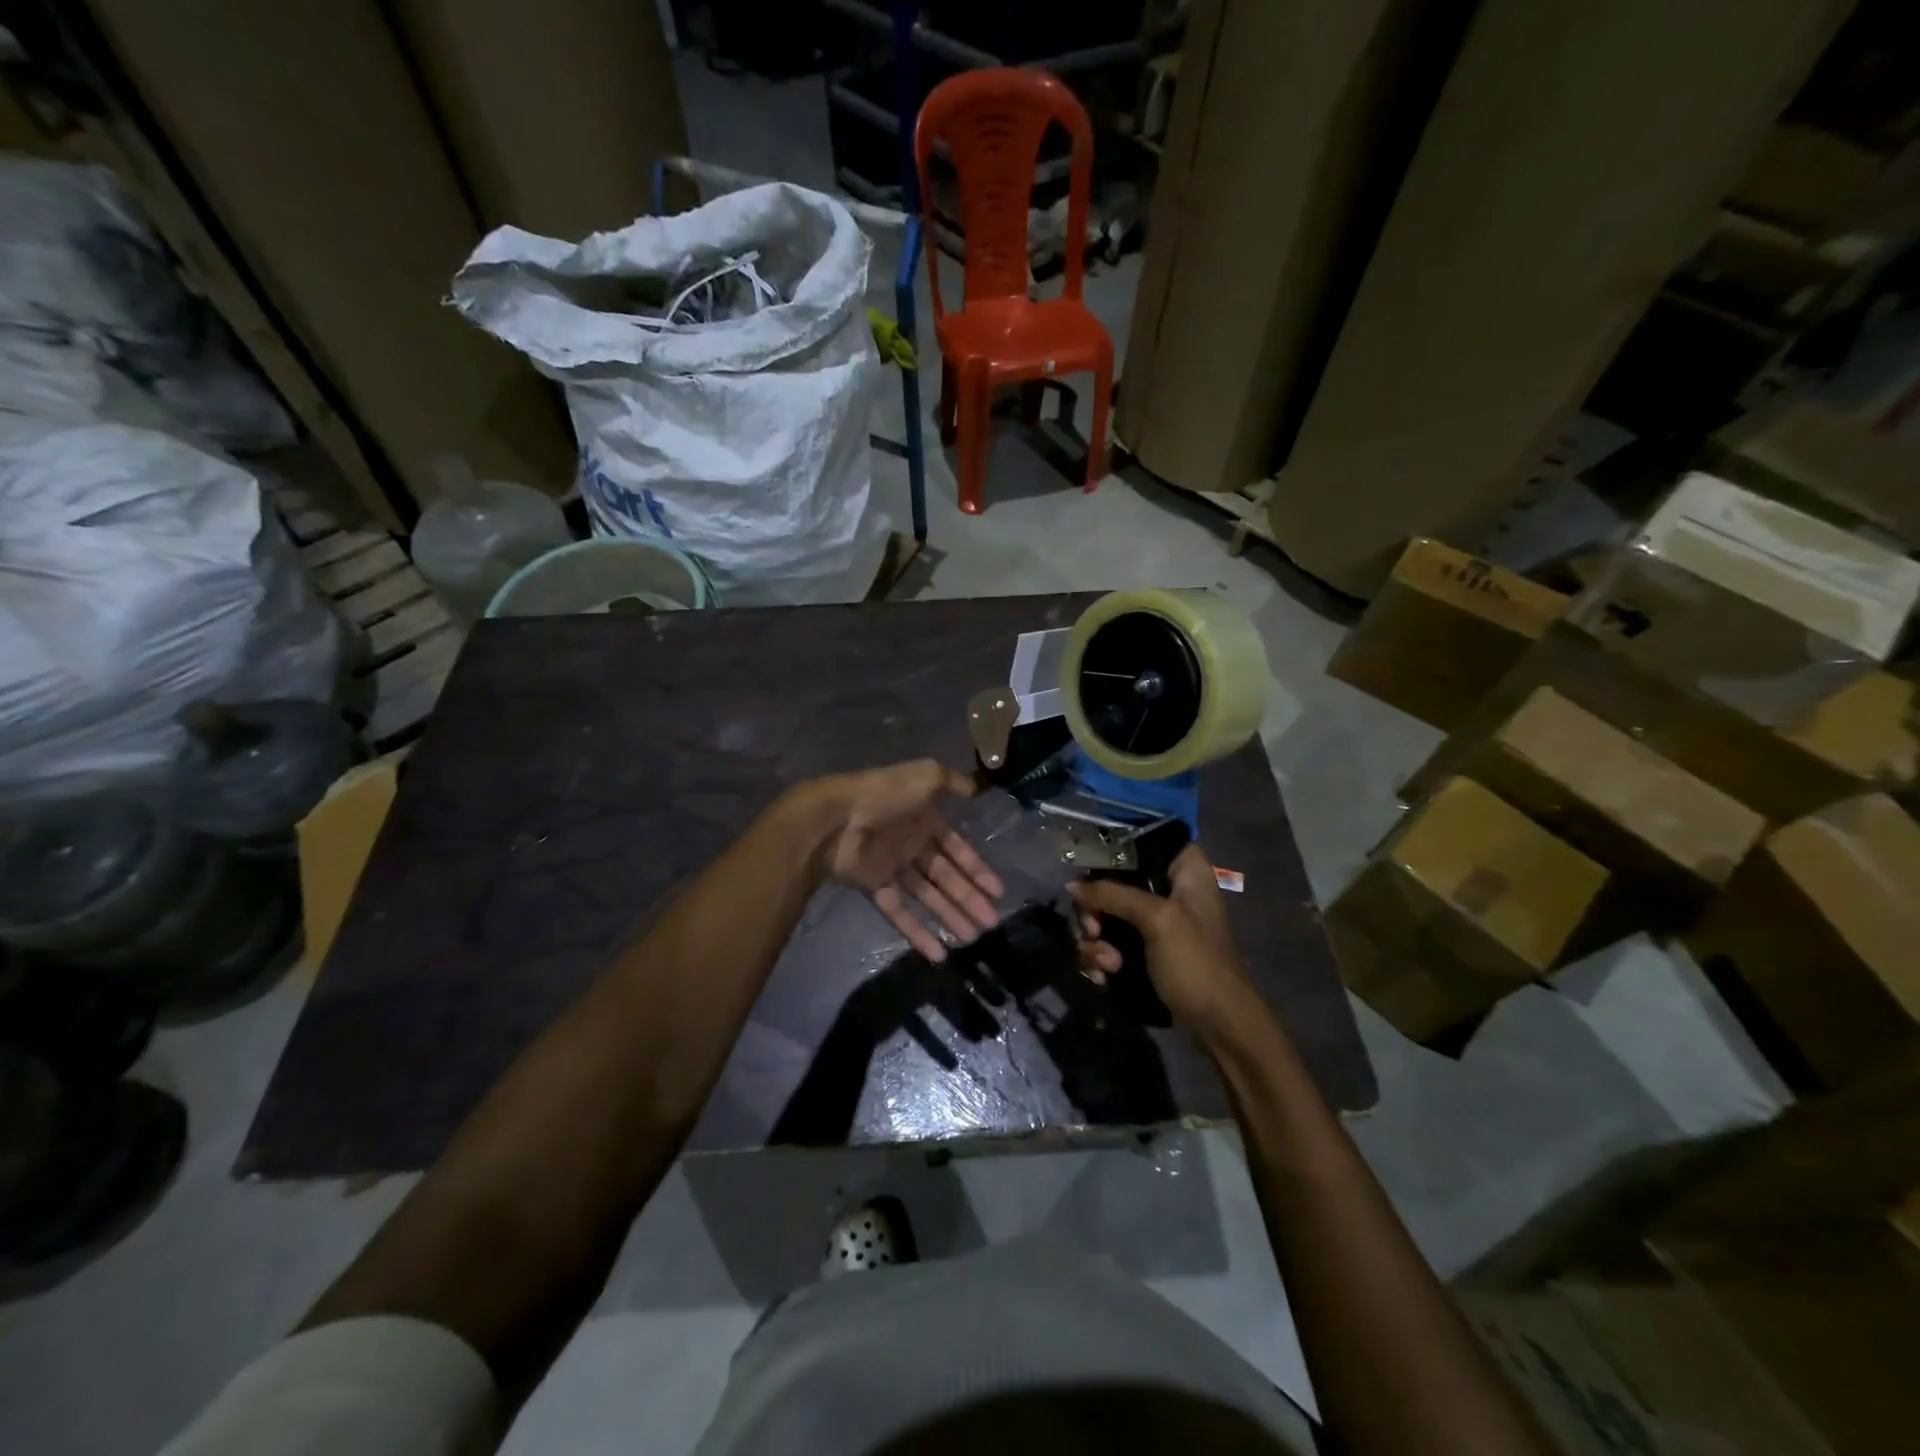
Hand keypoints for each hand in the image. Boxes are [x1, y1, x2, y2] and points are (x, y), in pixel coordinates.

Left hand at [811, 759, 1004, 961]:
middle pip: (946, 877)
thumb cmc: (884, 795)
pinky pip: (899, 912)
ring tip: (973, 939)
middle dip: (969, 899)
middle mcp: (911, 844)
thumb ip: (953, 782)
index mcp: (924, 819)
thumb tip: (976, 788)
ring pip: (927, 897)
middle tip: (992, 924)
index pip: (957, 849)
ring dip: (950, 917)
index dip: (977, 869)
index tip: (998, 892)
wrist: (836, 819)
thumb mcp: (925, 775)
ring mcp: (892, 867)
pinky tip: (939, 954)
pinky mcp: (874, 886)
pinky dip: (917, 933)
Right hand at [1069, 844, 1256, 1039]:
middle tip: (1094, 931)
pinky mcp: (1142, 951)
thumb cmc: (1196, 963)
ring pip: (1104, 915)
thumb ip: (1112, 894)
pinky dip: (1100, 958)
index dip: (1111, 853)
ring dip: (1095, 941)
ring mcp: (1153, 922)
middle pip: (1112, 881)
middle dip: (1095, 910)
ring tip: (1107, 965)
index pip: (1141, 840)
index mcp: (1184, 869)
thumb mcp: (1157, 920)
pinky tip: (1103, 975)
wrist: (1220, 1026)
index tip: (1090, 875)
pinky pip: (1107, 943)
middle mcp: (1167, 888)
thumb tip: (1071, 885)